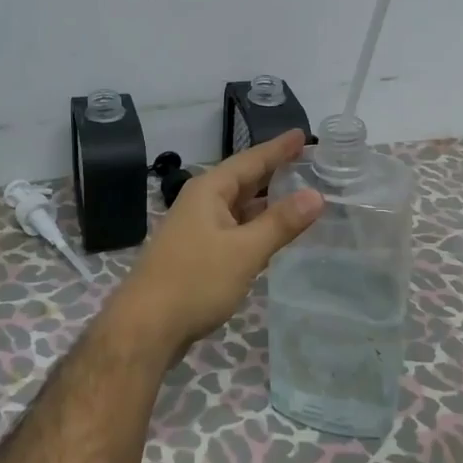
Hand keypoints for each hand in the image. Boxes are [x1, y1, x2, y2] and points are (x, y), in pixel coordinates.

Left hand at [106, 130, 322, 362]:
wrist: (145, 327)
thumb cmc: (195, 281)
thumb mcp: (244, 251)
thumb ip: (280, 223)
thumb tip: (316, 195)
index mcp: (209, 190)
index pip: (251, 160)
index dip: (278, 148)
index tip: (303, 135)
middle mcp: (201, 202)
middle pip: (244, 180)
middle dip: (274, 171)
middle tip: (308, 161)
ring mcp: (197, 228)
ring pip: (239, 206)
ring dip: (267, 201)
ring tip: (300, 194)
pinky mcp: (198, 253)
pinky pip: (234, 228)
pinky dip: (256, 226)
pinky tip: (273, 233)